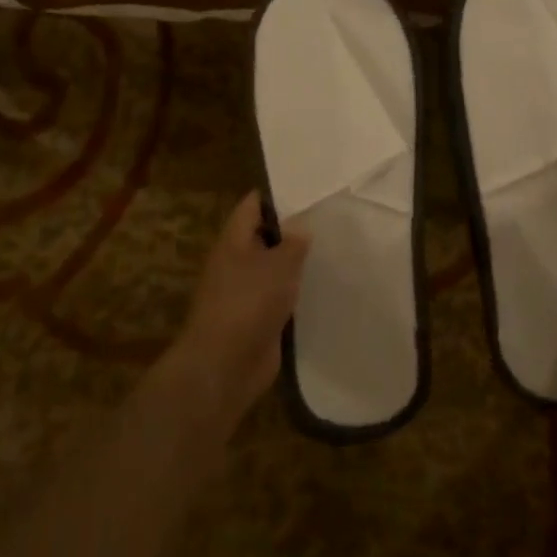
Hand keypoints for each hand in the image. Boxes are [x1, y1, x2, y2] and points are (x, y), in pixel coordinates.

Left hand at [170, 191, 310, 426]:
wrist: (225, 366)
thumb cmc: (248, 303)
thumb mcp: (279, 264)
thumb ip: (294, 242)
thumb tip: (302, 226)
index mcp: (233, 241)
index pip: (252, 206)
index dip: (277, 195)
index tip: (308, 190)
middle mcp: (236, 263)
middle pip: (264, 236)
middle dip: (292, 230)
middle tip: (329, 220)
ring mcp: (245, 293)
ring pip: (273, 269)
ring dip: (295, 264)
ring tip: (331, 250)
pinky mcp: (256, 319)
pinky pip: (278, 296)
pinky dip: (295, 292)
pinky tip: (321, 287)